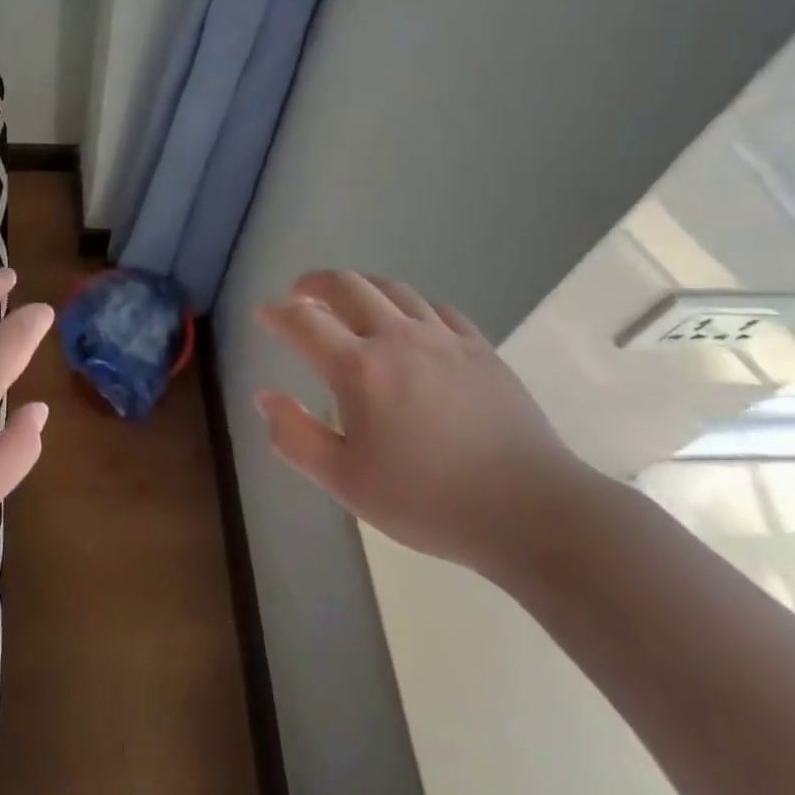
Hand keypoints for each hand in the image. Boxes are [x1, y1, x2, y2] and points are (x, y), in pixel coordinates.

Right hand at [255, 270, 579, 574]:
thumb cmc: (428, 501)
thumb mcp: (346, 482)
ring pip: (393, 289)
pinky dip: (410, 306)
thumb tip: (265, 397)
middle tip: (300, 295)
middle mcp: (397, 338)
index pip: (304, 323)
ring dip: (361, 287)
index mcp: (359, 369)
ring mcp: (443, 339)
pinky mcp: (480, 348)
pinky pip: (437, 308)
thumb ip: (296, 437)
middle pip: (348, 286)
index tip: (265, 314)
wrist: (529, 510)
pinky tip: (411, 323)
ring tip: (349, 302)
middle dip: (315, 284)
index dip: (277, 314)